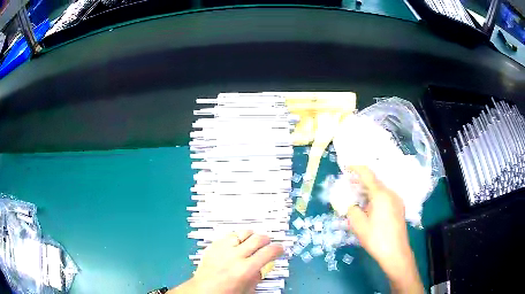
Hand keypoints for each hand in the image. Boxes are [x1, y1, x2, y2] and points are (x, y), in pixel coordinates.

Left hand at [170, 231, 282, 293]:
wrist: (203, 291)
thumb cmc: (227, 293)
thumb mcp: (248, 289)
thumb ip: (258, 276)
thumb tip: (264, 265)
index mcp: (246, 269)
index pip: (269, 252)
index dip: (278, 249)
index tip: (280, 249)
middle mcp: (235, 256)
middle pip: (257, 238)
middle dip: (266, 240)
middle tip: (267, 245)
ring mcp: (222, 249)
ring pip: (243, 233)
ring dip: (251, 236)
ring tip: (252, 242)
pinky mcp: (213, 246)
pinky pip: (229, 235)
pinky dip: (236, 238)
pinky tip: (237, 244)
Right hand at [346, 166, 423, 293]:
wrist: (396, 252)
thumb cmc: (376, 238)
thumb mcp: (359, 225)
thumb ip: (352, 209)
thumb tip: (349, 203)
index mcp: (381, 194)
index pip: (368, 174)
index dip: (356, 168)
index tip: (346, 166)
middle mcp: (391, 193)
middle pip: (375, 181)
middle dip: (361, 180)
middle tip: (348, 183)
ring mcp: (397, 200)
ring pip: (380, 189)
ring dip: (368, 189)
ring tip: (356, 195)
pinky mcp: (399, 208)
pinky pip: (385, 196)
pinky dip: (375, 196)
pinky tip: (369, 206)